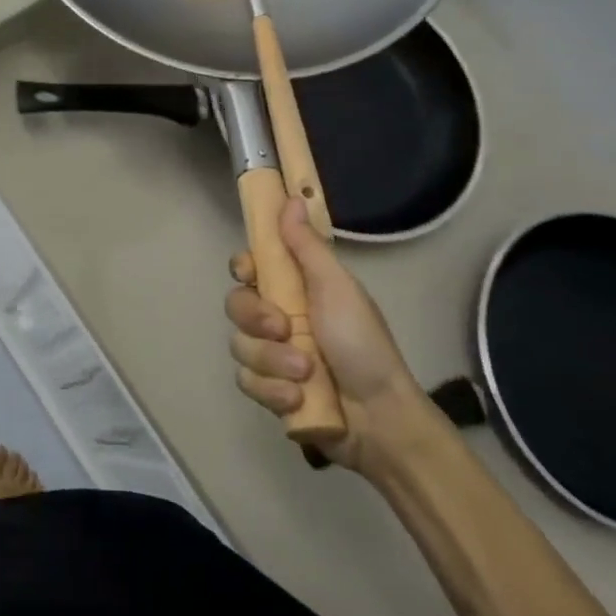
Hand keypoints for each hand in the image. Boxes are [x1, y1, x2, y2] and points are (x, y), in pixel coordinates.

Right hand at [226, 199, 428, 474]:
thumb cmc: (363, 343)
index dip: (243, 268)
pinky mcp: (269, 390)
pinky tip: (297, 398)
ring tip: (305, 375)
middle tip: (284, 330)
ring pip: (240, 347)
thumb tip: (291, 199)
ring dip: (272, 362)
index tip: (251, 273)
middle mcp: (277, 318)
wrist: (380, 417)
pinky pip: (247, 382)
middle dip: (257, 321)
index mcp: (294, 289)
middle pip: (236, 306)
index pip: (249, 267)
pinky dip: (272, 391)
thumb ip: (308, 246)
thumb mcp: (337, 288)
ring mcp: (271, 356)